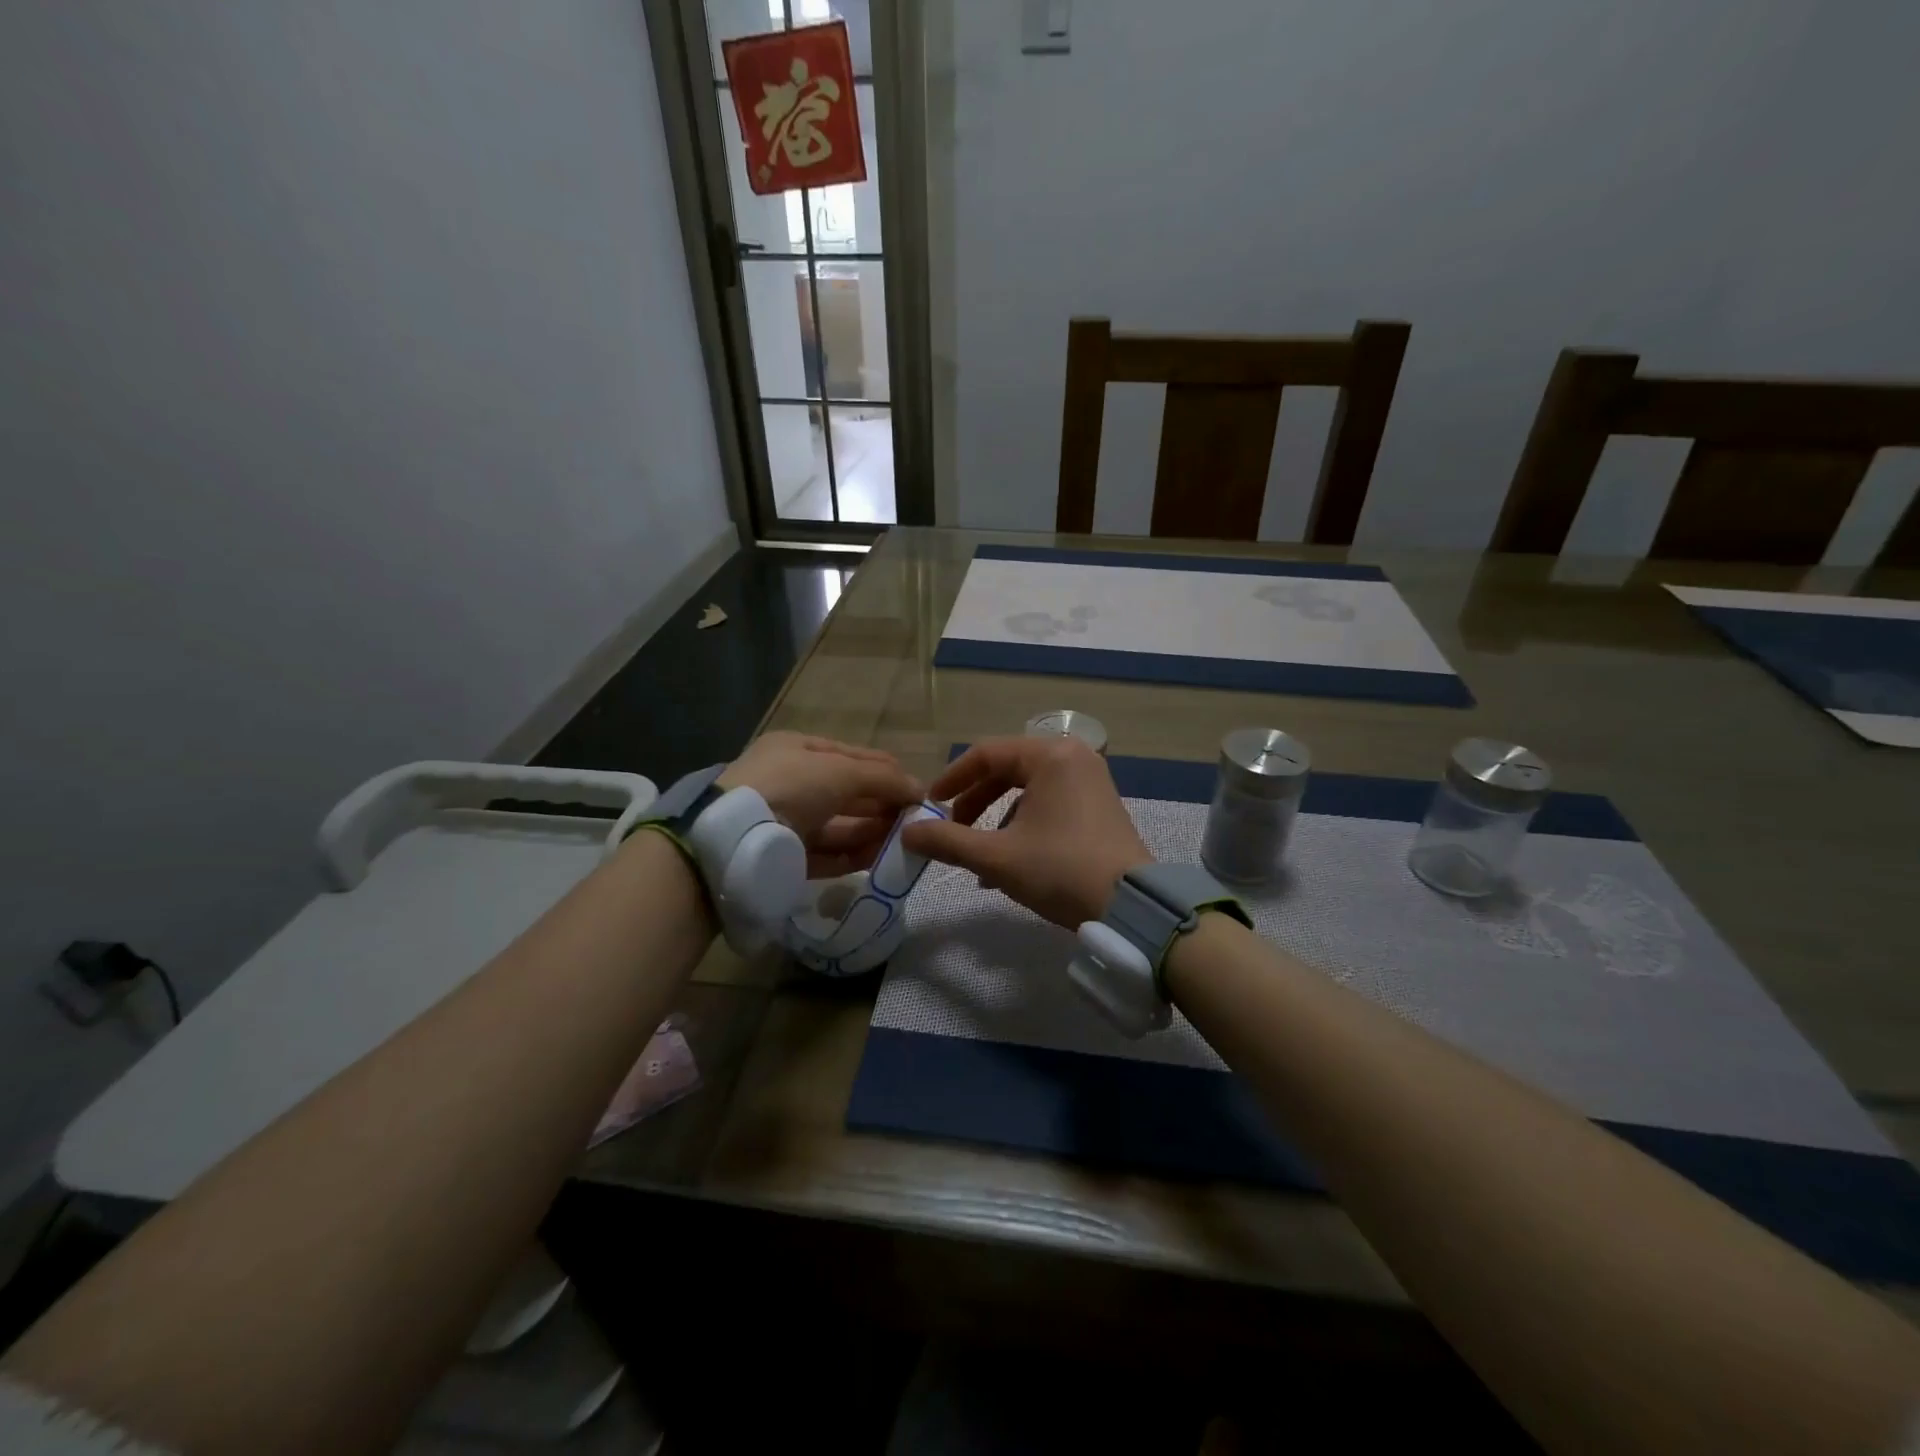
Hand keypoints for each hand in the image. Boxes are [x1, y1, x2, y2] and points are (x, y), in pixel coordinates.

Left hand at [719, 732, 923, 877]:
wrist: (733, 837)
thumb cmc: (790, 786)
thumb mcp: (841, 771)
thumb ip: (884, 779)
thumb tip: (921, 791)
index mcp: (797, 750)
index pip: (852, 756)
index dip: (886, 771)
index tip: (918, 791)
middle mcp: (791, 783)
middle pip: (848, 793)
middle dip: (882, 805)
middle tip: (915, 821)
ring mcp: (786, 821)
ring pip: (839, 825)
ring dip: (872, 832)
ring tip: (905, 841)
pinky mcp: (785, 857)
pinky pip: (826, 854)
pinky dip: (853, 855)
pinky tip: (880, 859)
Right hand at [900, 736, 1150, 927]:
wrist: (1132, 907)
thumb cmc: (1061, 870)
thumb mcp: (997, 857)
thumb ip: (947, 841)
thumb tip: (907, 832)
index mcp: (1050, 755)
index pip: (986, 754)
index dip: (951, 779)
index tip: (929, 806)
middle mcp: (1073, 757)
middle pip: (1007, 769)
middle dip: (974, 802)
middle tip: (951, 829)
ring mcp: (1091, 780)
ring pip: (1027, 789)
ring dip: (996, 819)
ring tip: (979, 856)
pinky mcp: (1100, 804)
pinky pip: (1049, 802)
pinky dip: (1023, 824)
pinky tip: (1010, 862)